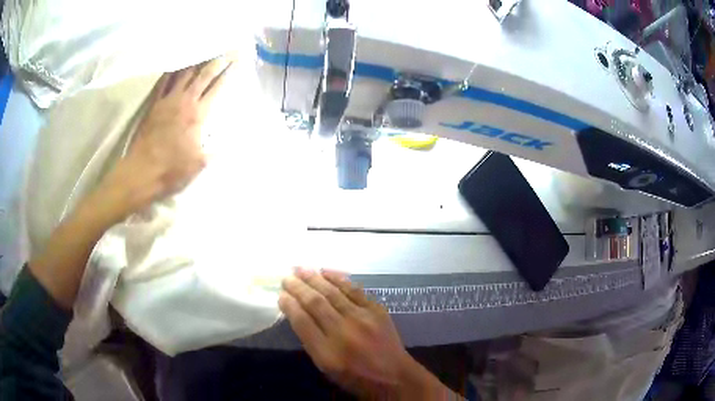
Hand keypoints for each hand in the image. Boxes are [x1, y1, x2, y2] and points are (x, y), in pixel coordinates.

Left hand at [96, 56, 233, 221]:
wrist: (142, 172)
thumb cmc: (172, 169)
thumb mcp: (200, 163)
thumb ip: (215, 148)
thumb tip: (228, 139)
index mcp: (198, 115)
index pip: (217, 88)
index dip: (229, 74)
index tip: (238, 62)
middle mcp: (184, 102)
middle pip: (203, 76)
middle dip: (217, 62)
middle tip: (227, 51)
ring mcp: (167, 101)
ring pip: (183, 74)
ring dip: (195, 62)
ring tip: (203, 52)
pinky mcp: (154, 105)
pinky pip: (163, 83)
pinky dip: (171, 72)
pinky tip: (175, 65)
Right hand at [279, 268, 456, 399]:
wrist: (393, 376)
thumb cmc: (355, 376)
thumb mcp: (326, 368)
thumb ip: (310, 341)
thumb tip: (297, 313)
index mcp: (327, 352)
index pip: (302, 321)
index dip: (289, 305)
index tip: (281, 295)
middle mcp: (344, 332)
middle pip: (315, 303)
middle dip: (298, 287)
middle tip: (286, 277)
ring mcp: (363, 318)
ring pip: (333, 292)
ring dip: (314, 278)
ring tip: (301, 269)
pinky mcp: (376, 310)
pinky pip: (354, 289)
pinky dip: (338, 278)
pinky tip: (326, 272)